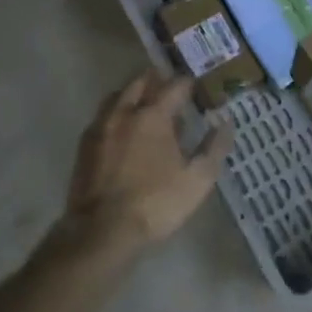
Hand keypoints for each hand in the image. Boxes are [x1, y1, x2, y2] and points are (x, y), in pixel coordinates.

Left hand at [61, 70, 231, 253]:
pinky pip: (102, 116)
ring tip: (145, 104)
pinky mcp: (85, 144)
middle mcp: (125, 111)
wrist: (102, 231)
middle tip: (170, 87)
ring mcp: (101, 126)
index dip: (189, 83)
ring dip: (133, 93)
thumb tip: (226, 122)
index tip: (197, 86)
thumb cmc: (155, 203)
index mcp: (153, 115)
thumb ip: (214, 147)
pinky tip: (122, 130)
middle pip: (141, 81)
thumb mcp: (197, 180)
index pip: (175, 86)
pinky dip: (116, 113)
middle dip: (157, 80)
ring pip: (118, 95)